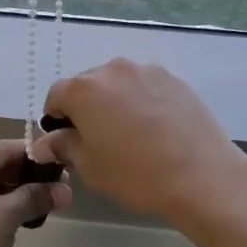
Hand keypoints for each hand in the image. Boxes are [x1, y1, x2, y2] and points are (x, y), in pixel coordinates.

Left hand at [0, 140, 69, 246]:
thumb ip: (34, 198)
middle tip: (63, 189)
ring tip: (52, 204)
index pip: (2, 150)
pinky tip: (27, 219)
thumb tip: (65, 189)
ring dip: (18, 196)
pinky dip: (2, 209)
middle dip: (29, 179)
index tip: (66, 164)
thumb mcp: (3, 219)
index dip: (36, 157)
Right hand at [34, 59, 246, 225]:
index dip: (56, 119)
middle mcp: (112, 70)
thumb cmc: (135, 174)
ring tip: (131, 134)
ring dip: (116, 102)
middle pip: (87, 85)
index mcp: (83, 89)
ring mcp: (146, 71)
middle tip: (99, 140)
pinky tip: (156, 129)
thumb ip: (63, 147)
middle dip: (86, 108)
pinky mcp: (174, 79)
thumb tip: (45, 143)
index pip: (56, 96)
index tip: (66, 141)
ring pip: (119, 84)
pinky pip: (146, 87)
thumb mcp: (89, 167)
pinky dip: (143, 101)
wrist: (201, 175)